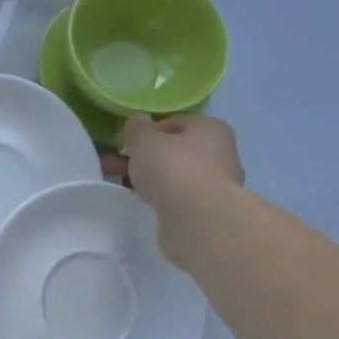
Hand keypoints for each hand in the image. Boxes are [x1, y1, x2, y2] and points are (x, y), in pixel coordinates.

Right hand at [115, 114, 245, 264]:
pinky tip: (145, 202)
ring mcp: (217, 182)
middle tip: (118, 166)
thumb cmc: (172, 169)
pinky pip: (179, 196)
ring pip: (175, 174)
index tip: (123, 145)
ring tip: (125, 185)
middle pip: (174, 150)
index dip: (145, 132)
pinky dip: (162, 197)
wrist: (198, 218)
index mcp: (210, 128)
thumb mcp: (144, 141)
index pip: (173, 123)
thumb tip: (138, 119)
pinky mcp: (209, 208)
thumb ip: (137, 128)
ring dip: (151, 178)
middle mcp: (221, 152)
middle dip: (145, 157)